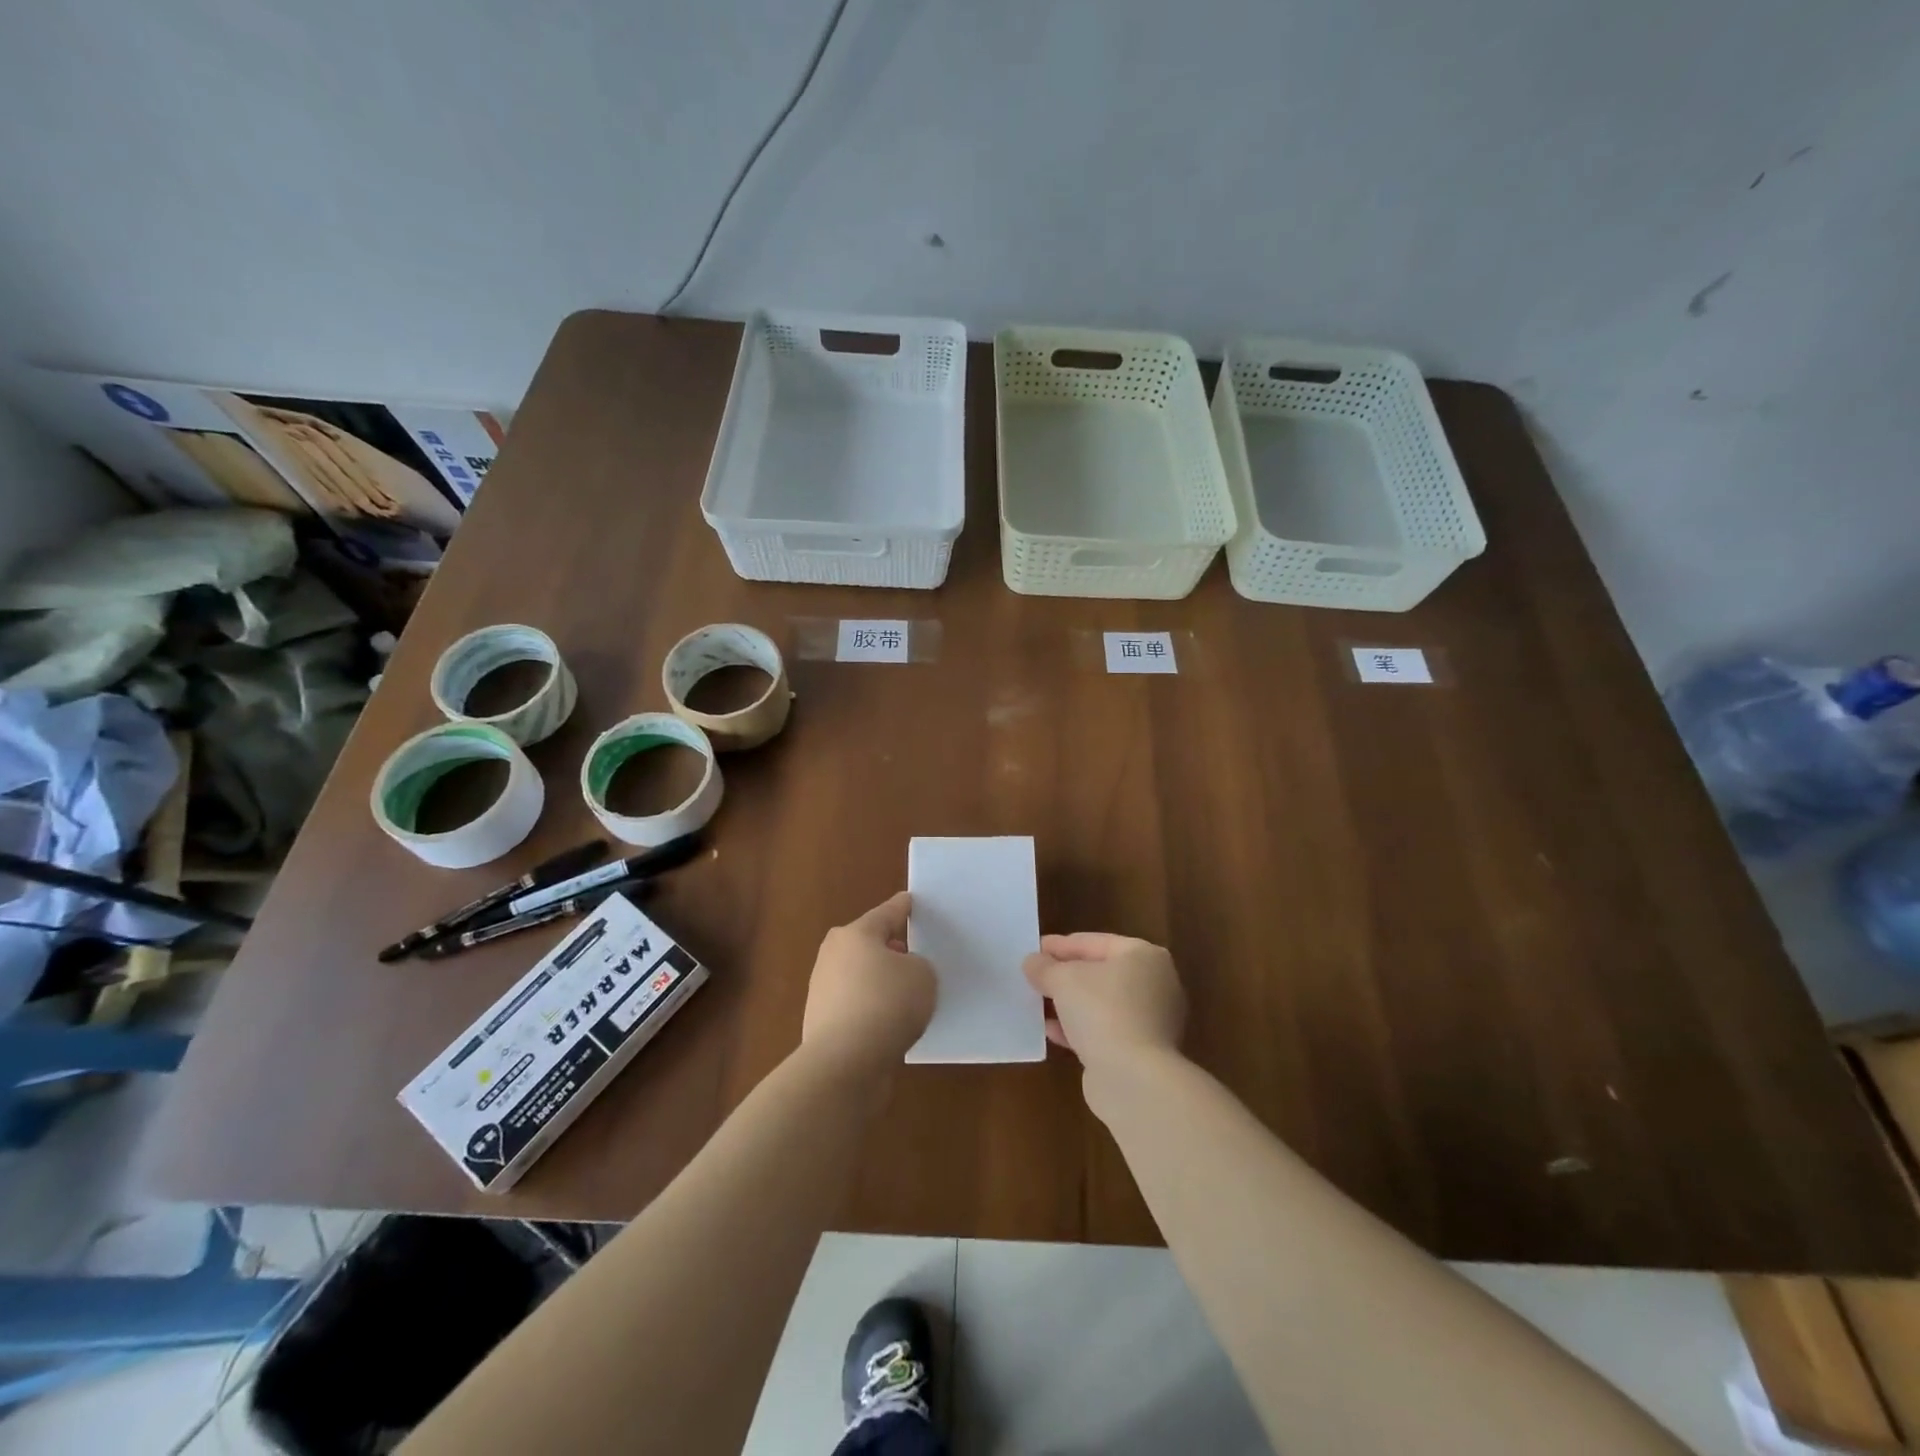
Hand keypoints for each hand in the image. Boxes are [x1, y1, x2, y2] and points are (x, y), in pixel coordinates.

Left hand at [803, 892, 935, 1073]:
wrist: (844, 1062)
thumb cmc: (887, 1004)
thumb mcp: (922, 976)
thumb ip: (916, 966)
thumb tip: (900, 975)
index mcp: (856, 934)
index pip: (886, 913)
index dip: (902, 907)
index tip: (909, 900)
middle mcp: (833, 955)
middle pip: (867, 944)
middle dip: (888, 948)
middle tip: (910, 954)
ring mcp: (822, 989)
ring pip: (859, 976)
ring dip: (878, 982)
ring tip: (904, 996)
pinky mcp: (820, 1022)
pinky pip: (855, 1006)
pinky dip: (870, 1010)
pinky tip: (888, 1024)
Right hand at [1023, 932, 1186, 1072]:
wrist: (1133, 1078)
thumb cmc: (1102, 1011)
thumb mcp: (1063, 980)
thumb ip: (1044, 967)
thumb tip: (1033, 962)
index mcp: (1144, 956)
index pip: (1095, 942)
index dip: (1061, 945)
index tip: (1034, 948)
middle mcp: (1155, 984)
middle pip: (1101, 972)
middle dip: (1067, 975)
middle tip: (1037, 975)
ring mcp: (1153, 1020)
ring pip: (1102, 1004)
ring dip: (1071, 1004)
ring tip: (1038, 1002)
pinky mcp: (1143, 1052)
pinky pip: (1105, 1030)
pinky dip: (1079, 1028)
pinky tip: (1051, 1031)